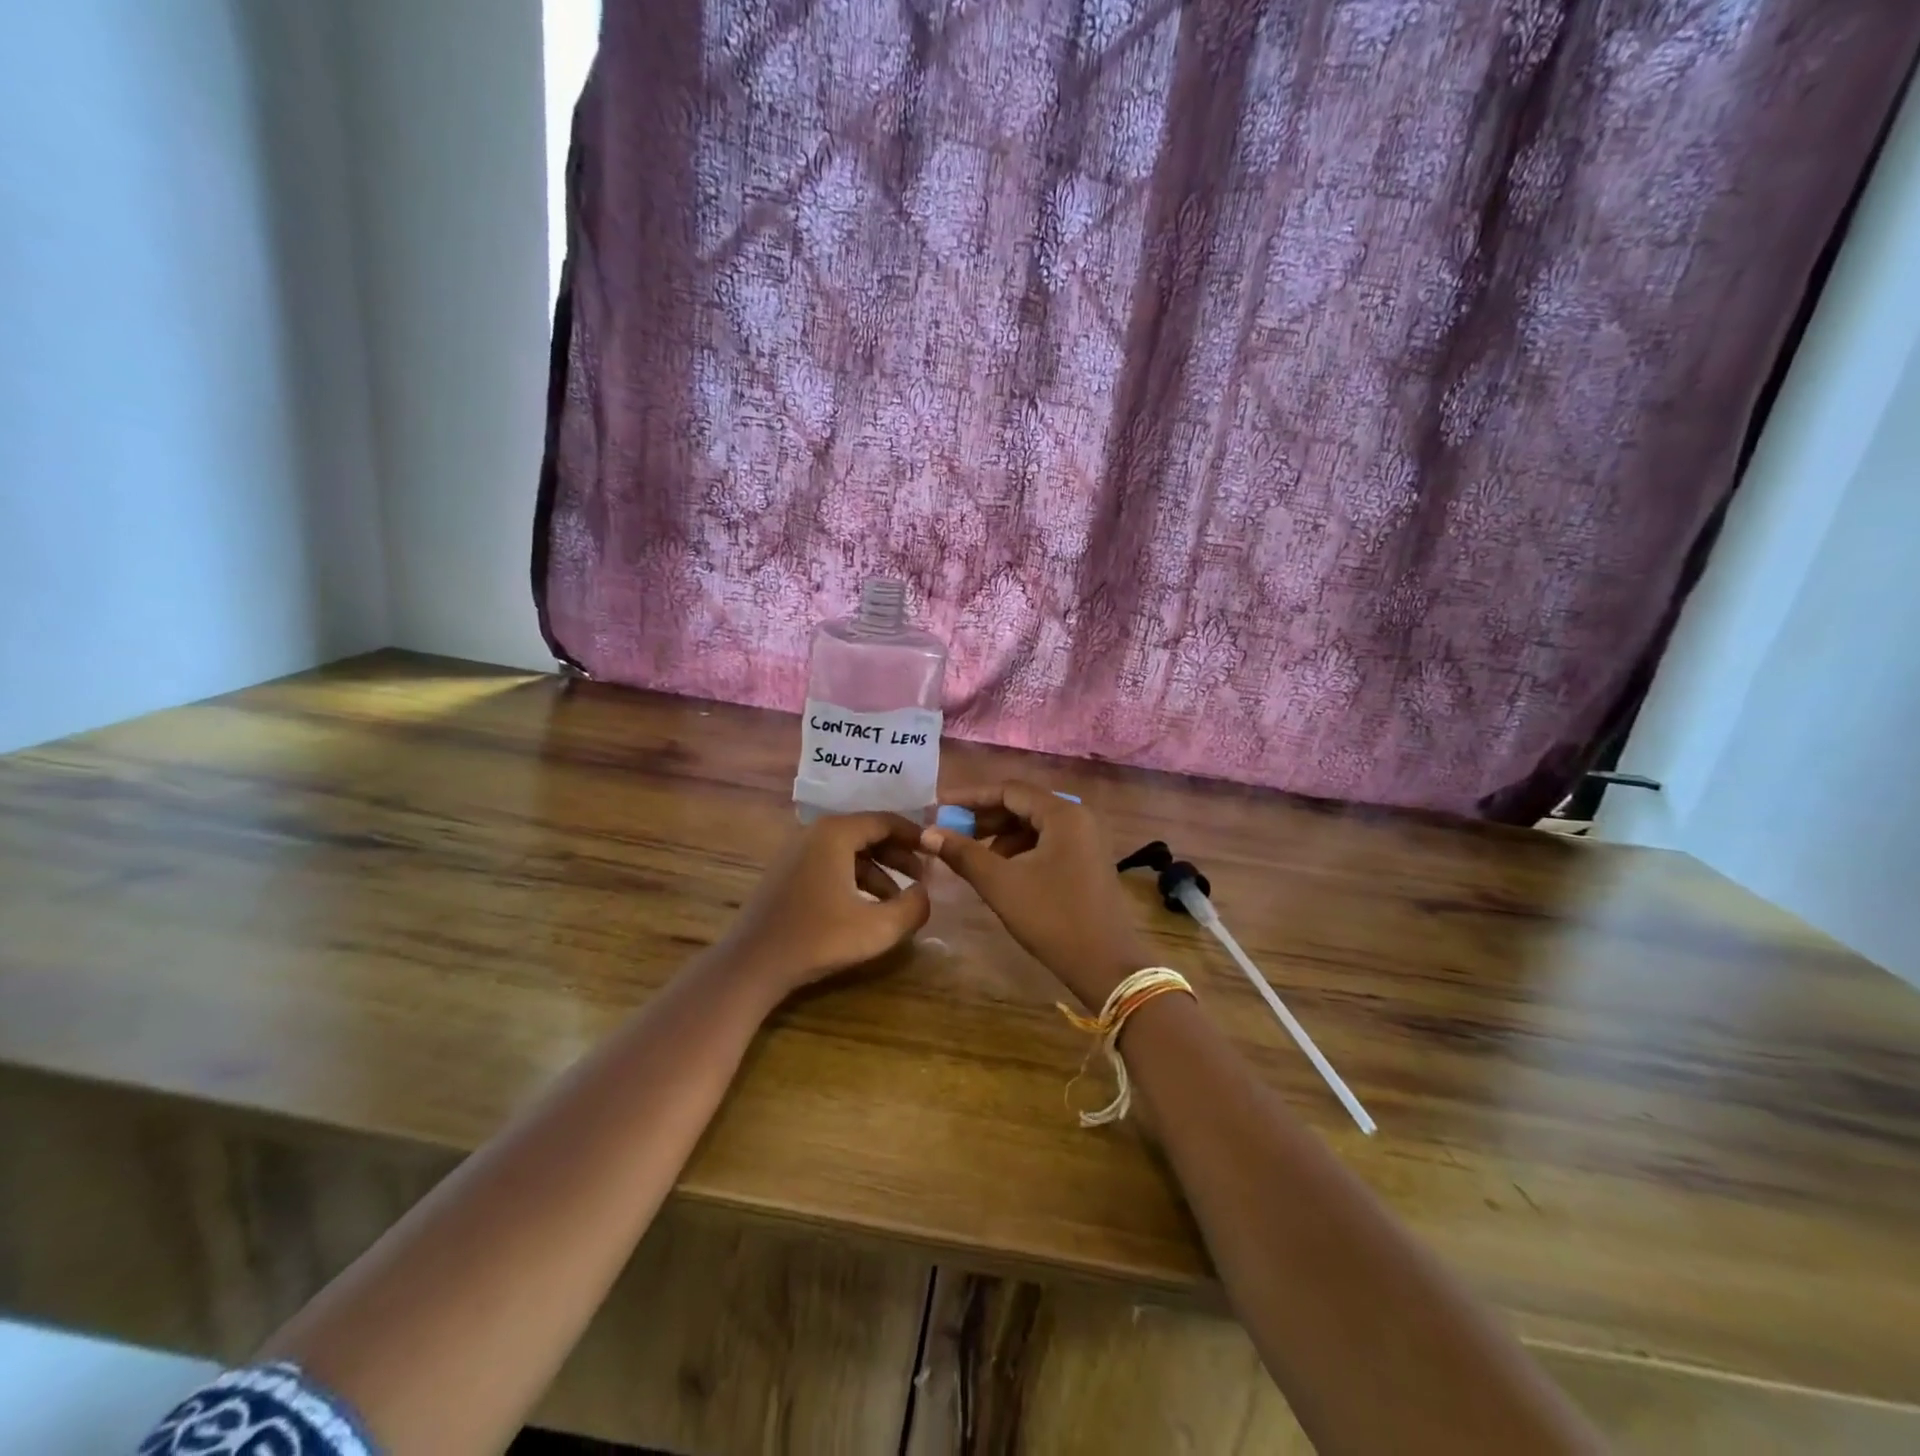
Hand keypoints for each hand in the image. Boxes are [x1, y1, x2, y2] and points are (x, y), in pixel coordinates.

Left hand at [712, 812, 931, 999]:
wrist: (751, 965)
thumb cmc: (817, 939)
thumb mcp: (878, 928)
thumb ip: (913, 908)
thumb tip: (925, 894)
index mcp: (835, 834)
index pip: (885, 821)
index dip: (915, 836)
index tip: (937, 851)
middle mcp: (814, 833)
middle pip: (867, 833)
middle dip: (898, 855)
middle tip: (922, 877)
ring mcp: (796, 852)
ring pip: (849, 851)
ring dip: (878, 870)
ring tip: (898, 899)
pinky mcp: (787, 873)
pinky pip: (831, 864)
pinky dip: (855, 878)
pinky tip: (867, 907)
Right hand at [921, 783, 1150, 1009]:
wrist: (1107, 965)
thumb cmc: (1052, 918)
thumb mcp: (1001, 884)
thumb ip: (963, 854)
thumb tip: (928, 833)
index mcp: (1063, 814)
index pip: (1009, 790)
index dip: (970, 797)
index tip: (939, 807)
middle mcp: (1078, 818)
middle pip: (1022, 805)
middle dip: (984, 818)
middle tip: (949, 832)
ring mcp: (1086, 840)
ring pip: (1033, 826)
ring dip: (1000, 836)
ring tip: (970, 857)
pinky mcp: (1086, 862)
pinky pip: (1046, 843)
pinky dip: (1019, 851)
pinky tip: (999, 872)